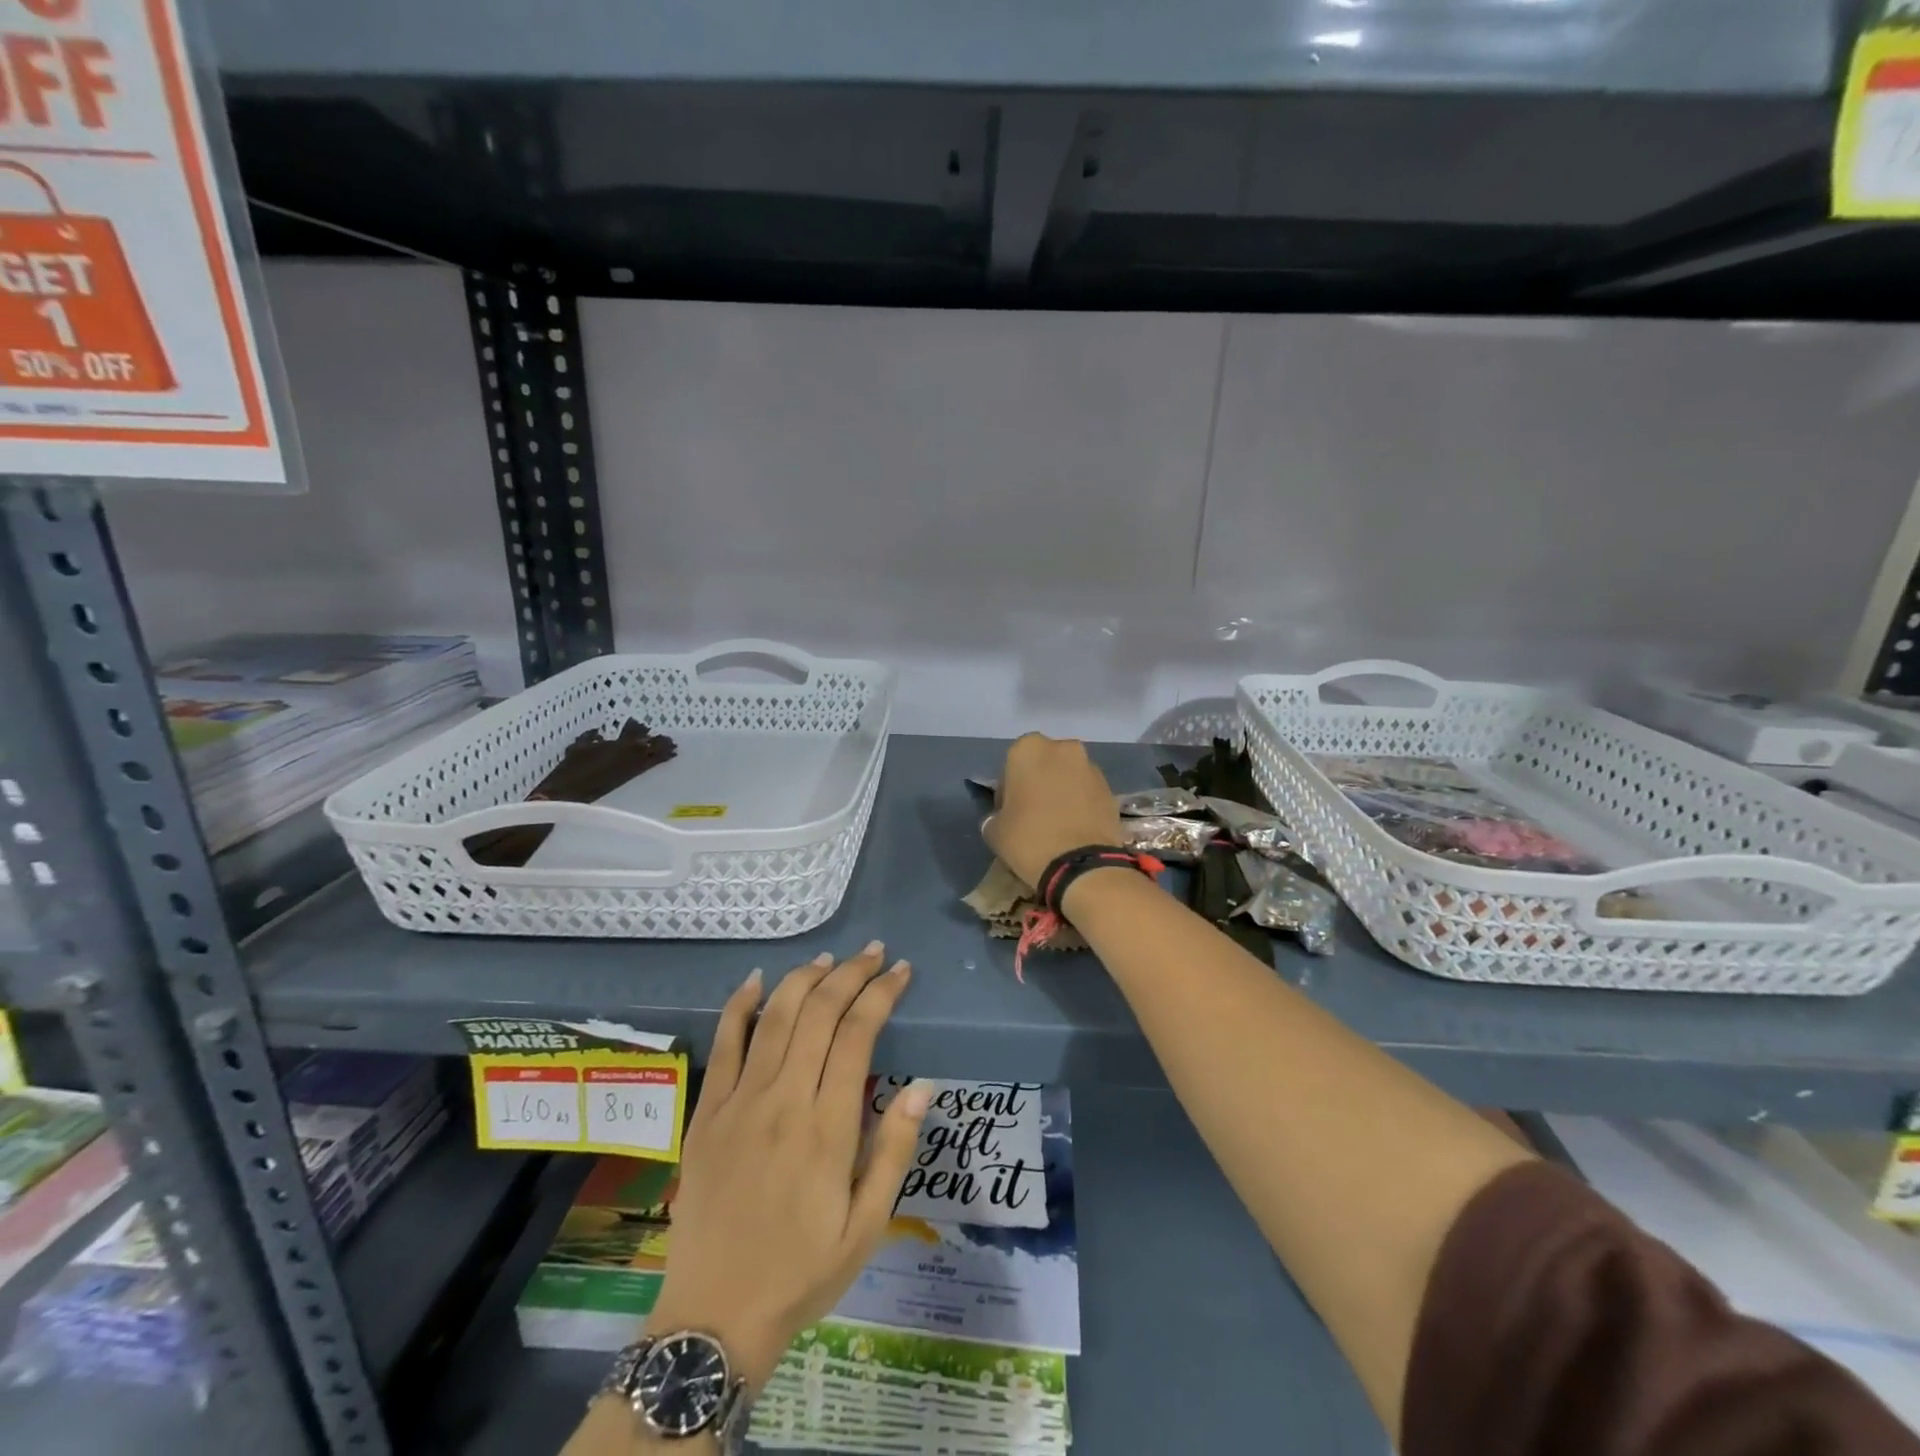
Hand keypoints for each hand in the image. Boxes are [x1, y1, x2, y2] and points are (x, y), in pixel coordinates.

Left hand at [646, 944, 931, 1391]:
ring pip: (774, 1016)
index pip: (858, 1034)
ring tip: (829, 958)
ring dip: (804, 978)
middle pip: (819, 1012)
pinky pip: (723, 1044)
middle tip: (874, 952)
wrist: (714, 1316)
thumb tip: (923, 1086)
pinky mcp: (707, 1112)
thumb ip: (893, 1151)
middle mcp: (784, 1099)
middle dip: (850, 972)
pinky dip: (739, 1006)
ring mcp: (739, 1101)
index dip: (882, 993)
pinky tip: (756, 980)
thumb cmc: (802, 1272)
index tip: (901, 971)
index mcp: (827, 1126)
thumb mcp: (866, 1227)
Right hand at [982, 733, 1122, 887]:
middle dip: (1038, 784)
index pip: (1010, 766)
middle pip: (1043, 765)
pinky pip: (1087, 792)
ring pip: (1067, 777)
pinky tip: (1074, 829)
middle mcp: (1062, 748)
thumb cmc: (1029, 839)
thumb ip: (995, 815)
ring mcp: (1091, 767)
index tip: (1009, 813)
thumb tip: (1002, 818)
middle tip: (1032, 815)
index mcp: (1028, 749)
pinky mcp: (1111, 789)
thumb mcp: (994, 830)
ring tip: (1056, 824)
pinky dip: (1080, 804)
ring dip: (1061, 792)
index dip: (1007, 791)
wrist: (1082, 865)